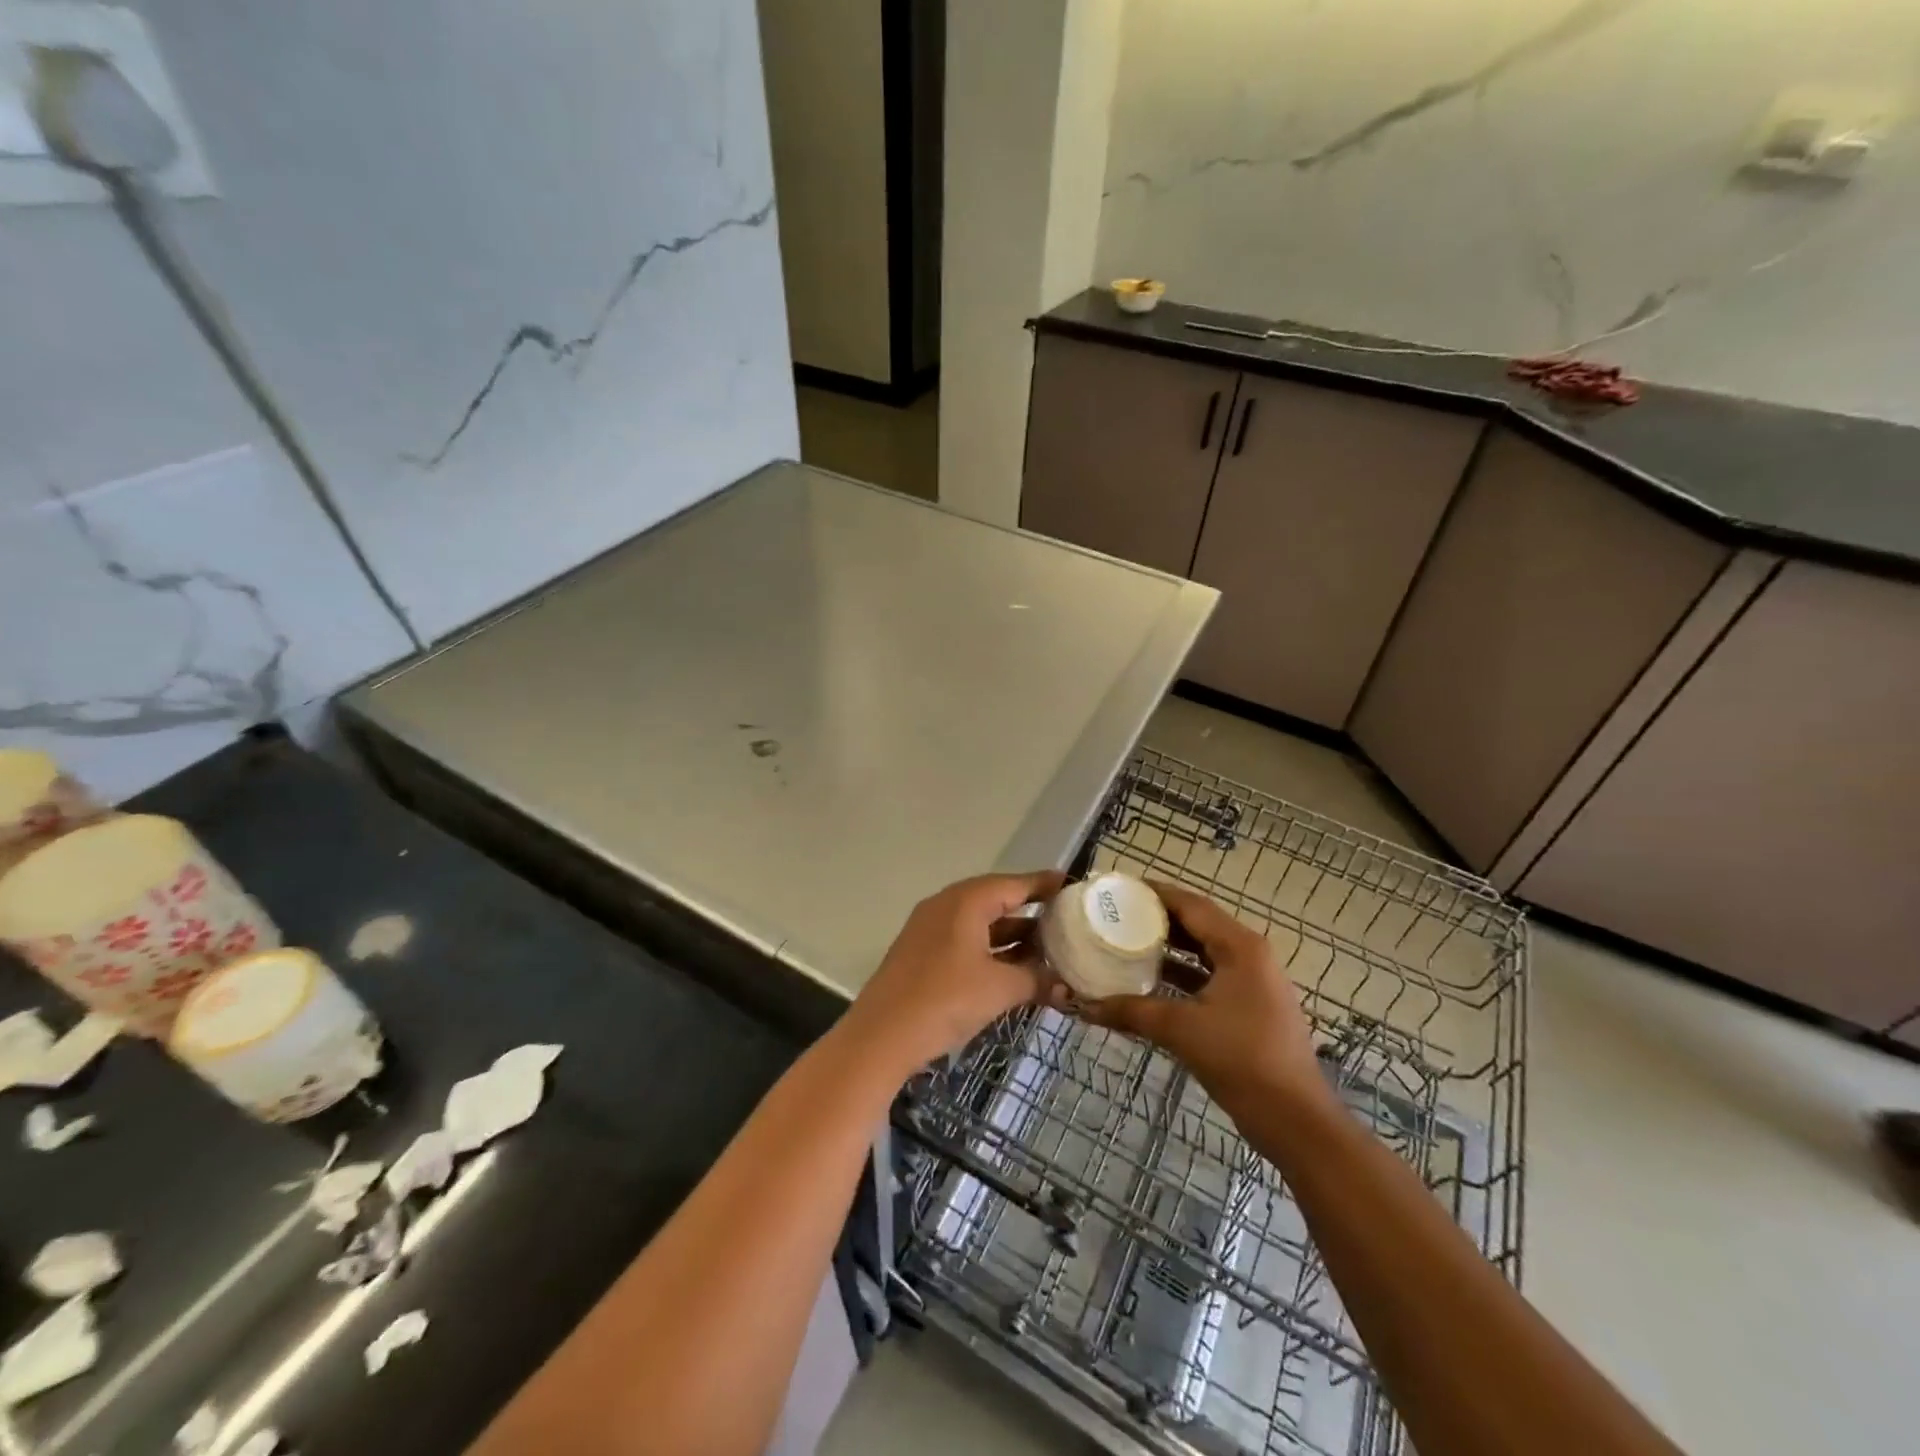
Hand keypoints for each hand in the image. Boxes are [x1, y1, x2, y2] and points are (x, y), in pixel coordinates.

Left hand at [843, 871, 1067, 1075]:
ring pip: (980, 922)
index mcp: (966, 901)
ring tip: (1046, 948)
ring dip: (1011, 935)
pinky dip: (990, 948)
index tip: (1072, 885)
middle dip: (1030, 911)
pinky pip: (965, 939)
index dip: (1044, 885)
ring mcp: (930, 928)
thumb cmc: (945, 1000)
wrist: (882, 1035)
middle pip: (996, 899)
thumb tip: (1065, 985)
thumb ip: (1036, 980)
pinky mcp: (922, 952)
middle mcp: (947, 905)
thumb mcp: (999, 989)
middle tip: (1065, 920)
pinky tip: (1011, 968)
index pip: (1014, 884)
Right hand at [1066, 881, 1328, 1117]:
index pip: (1191, 904)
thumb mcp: (1180, 1030)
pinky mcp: (1250, 1006)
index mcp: (1240, 947)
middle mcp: (1250, 954)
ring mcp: (1253, 981)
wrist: (1294, 1120)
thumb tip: (1084, 1007)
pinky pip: (1209, 975)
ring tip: (1125, 941)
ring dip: (1168, 946)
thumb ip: (1130, 1011)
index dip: (1154, 893)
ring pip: (1203, 951)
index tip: (1118, 888)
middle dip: (1158, 918)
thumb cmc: (1241, 1060)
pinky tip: (1150, 980)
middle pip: (1198, 923)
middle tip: (1116, 914)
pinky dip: (1181, 973)